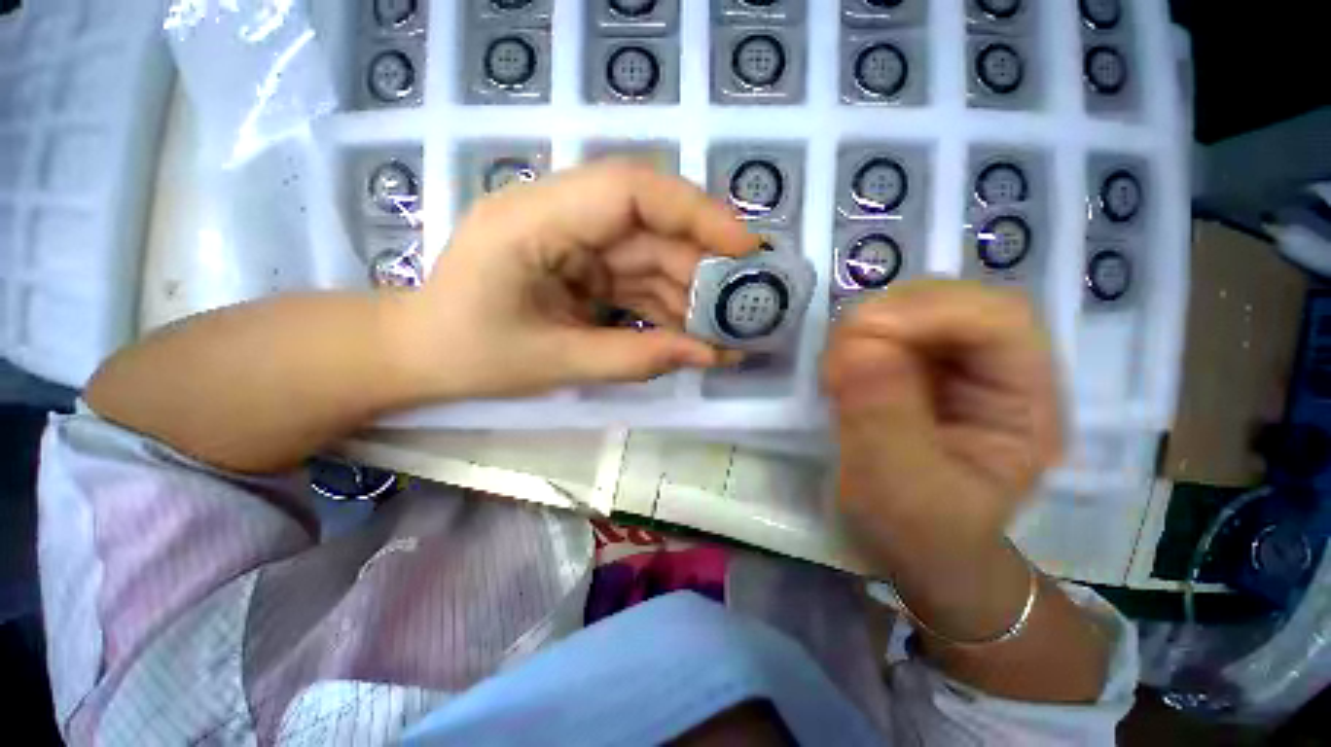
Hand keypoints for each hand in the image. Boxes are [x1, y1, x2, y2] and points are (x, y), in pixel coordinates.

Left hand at [390, 160, 757, 399]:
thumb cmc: (470, 355)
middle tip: (744, 304)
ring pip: (649, 255)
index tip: (744, 249)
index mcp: (534, 221)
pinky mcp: (581, 264)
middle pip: (649, 226)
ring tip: (723, 331)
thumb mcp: (555, 364)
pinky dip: (665, 304)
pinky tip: (688, 333)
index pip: (629, 190)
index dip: (695, 213)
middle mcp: (558, 216)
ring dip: (688, 293)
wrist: (421, 354)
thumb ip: (634, 358)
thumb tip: (709, 356)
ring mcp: (572, 240)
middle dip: (701, 266)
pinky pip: (635, 278)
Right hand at [822, 281, 1062, 563]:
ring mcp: (952, 365)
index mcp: (1024, 404)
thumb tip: (859, 344)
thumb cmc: (919, 530)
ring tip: (836, 378)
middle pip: (952, 301)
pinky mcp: (914, 367)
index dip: (933, 311)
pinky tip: (839, 378)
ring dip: (863, 330)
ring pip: (910, 308)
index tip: (862, 336)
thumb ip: (883, 418)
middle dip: (888, 318)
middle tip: (840, 360)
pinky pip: (881, 329)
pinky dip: (851, 342)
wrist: (911, 545)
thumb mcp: (901, 489)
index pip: (1001, 319)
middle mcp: (997, 371)